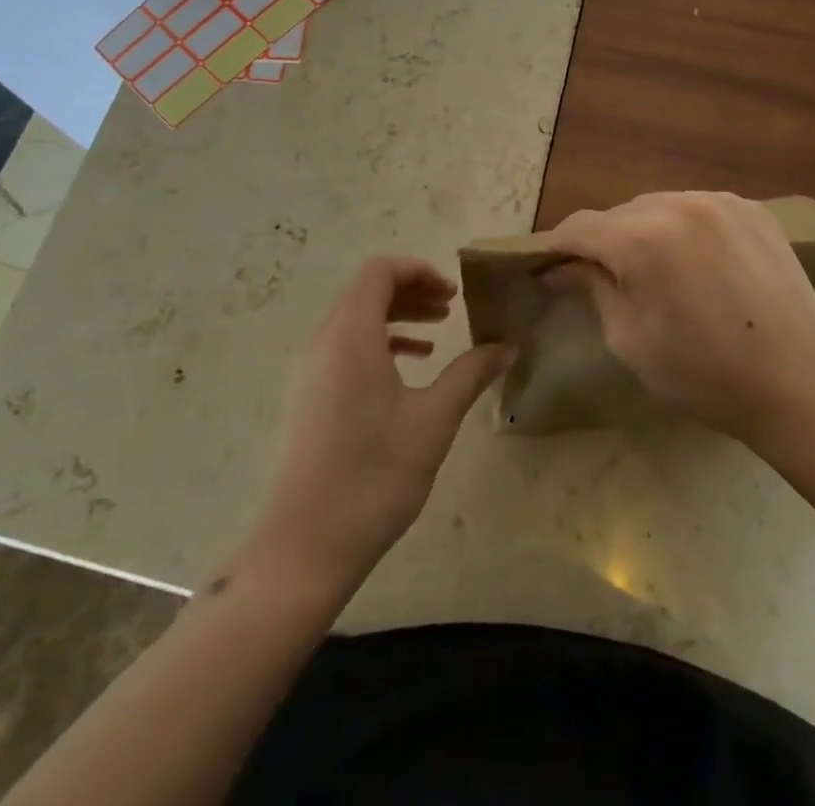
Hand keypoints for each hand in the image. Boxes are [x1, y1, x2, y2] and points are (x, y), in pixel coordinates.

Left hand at [245, 257, 513, 590]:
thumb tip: (508, 347)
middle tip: (451, 309)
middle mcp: (324, 340)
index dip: (418, 270)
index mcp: (351, 333)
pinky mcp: (308, 394)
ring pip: (355, 318)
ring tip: (437, 334)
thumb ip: (470, 373)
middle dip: (411, 291)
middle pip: (366, 290)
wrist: (306, 545)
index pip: (379, 270)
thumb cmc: (375, 474)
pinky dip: (378, 342)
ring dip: (396, 316)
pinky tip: (409, 368)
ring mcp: (311, 368)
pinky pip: (344, 346)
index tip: (453, 293)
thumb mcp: (433, 420)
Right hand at [547, 192, 814, 451]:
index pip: (579, 227)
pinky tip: (698, 264)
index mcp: (640, 239)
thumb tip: (562, 269)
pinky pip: (697, 209)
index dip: (557, 246)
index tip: (549, 268)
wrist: (803, 381)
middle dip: (604, 242)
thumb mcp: (630, 340)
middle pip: (619, 214)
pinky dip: (683, 229)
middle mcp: (677, 204)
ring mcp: (718, 201)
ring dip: (645, 232)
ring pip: (658, 207)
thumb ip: (592, 290)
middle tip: (605, 280)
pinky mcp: (750, 208)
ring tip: (657, 273)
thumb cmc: (705, 374)